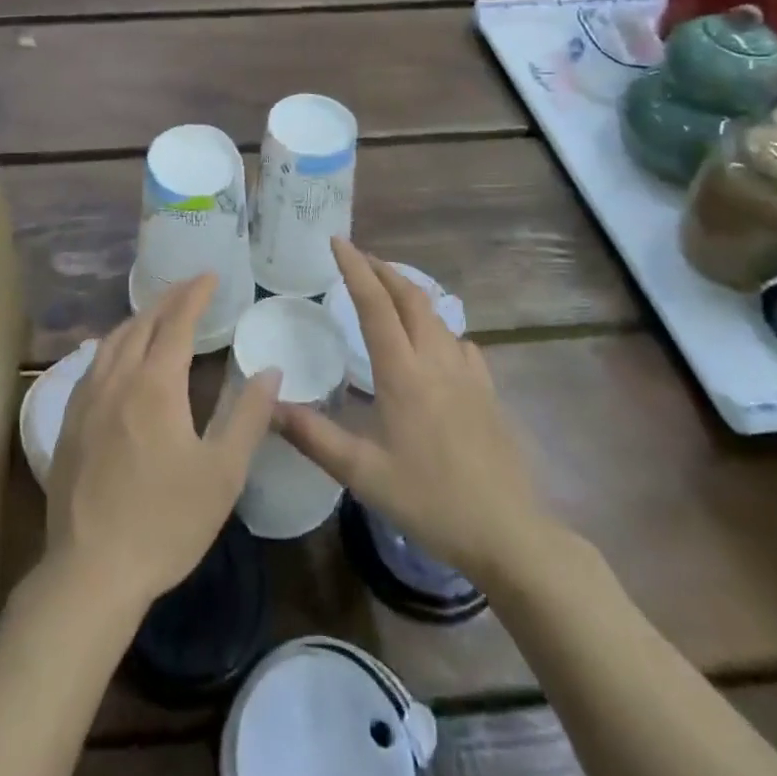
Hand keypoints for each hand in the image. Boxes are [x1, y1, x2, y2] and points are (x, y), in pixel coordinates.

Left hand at [46, 275, 280, 612]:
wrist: (91, 570)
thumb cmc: (166, 522)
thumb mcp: (223, 473)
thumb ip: (249, 416)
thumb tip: (270, 370)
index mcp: (156, 384)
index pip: (177, 321)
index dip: (195, 294)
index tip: (210, 275)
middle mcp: (118, 378)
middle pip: (142, 322)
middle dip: (168, 299)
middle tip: (190, 287)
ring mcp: (88, 398)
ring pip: (113, 339)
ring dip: (139, 318)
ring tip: (158, 313)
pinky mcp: (70, 420)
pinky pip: (94, 362)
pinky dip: (114, 344)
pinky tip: (118, 356)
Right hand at [276, 239, 561, 586]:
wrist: (508, 534)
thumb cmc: (429, 501)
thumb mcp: (361, 473)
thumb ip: (312, 436)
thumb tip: (268, 403)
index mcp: (402, 373)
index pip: (375, 304)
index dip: (354, 268)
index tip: (336, 241)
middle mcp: (436, 360)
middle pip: (410, 297)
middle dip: (382, 270)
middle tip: (358, 258)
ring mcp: (467, 374)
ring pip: (437, 315)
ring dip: (409, 293)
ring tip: (389, 291)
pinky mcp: (487, 392)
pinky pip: (460, 343)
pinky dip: (439, 328)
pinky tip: (435, 344)